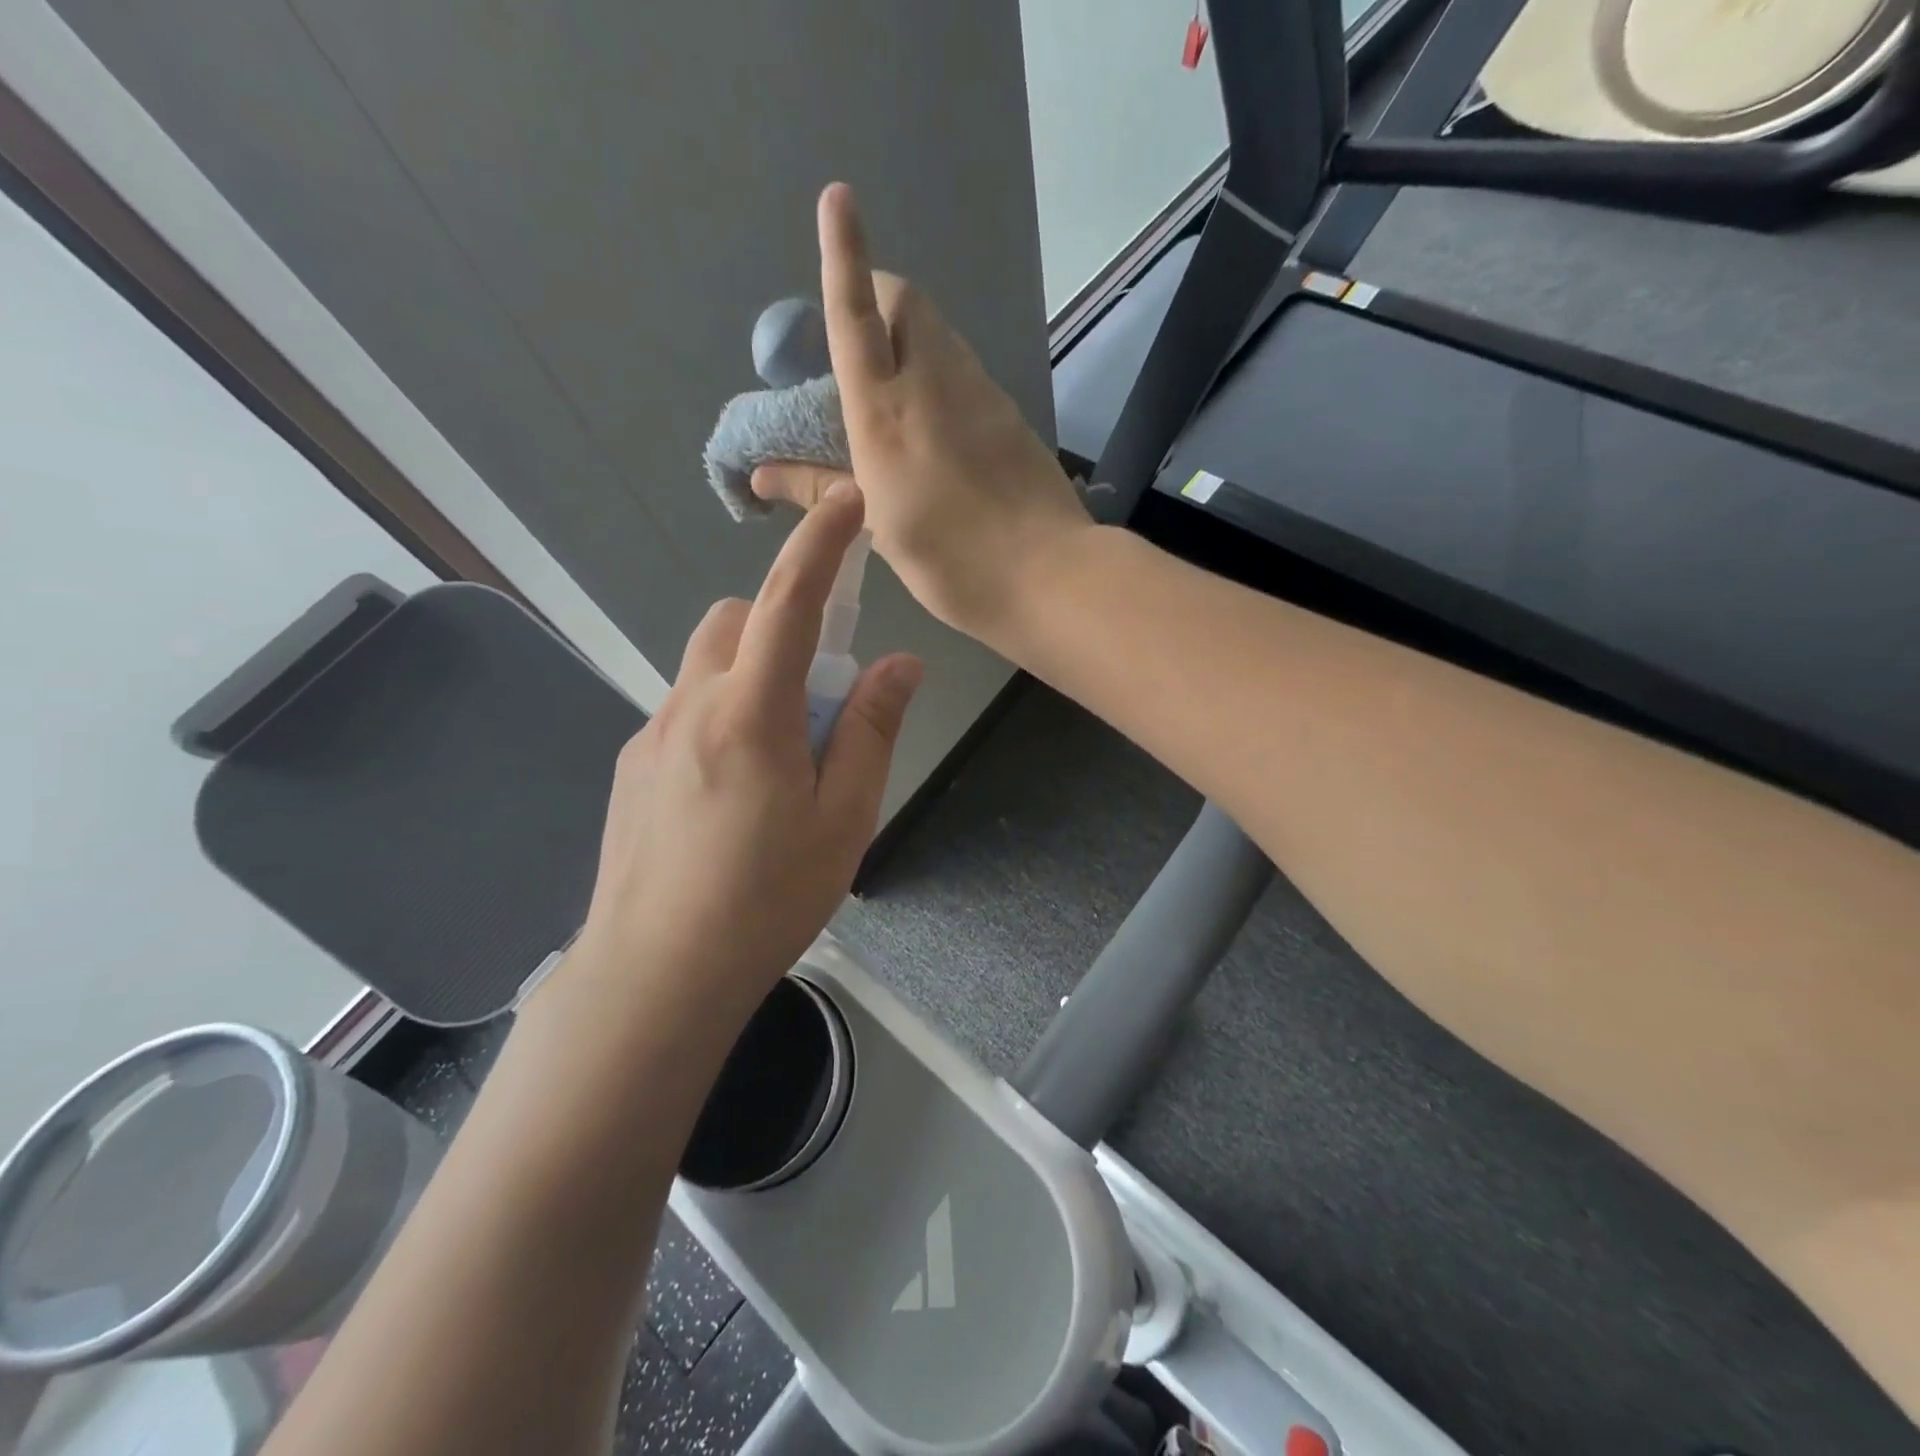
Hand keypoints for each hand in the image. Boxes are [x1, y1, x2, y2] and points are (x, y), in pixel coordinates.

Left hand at [561, 483, 921, 1024]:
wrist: (655, 975)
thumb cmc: (766, 899)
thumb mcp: (844, 818)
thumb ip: (871, 731)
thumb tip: (898, 665)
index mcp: (751, 712)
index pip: (789, 601)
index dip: (821, 544)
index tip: (845, 501)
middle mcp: (690, 705)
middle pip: (734, 621)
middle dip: (781, 626)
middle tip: (821, 699)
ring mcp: (651, 735)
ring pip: (705, 666)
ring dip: (751, 676)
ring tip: (780, 758)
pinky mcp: (630, 767)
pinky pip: (684, 710)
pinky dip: (721, 715)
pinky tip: (734, 793)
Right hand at [752, 183, 1091, 652]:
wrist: (1050, 576)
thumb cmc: (952, 562)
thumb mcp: (877, 529)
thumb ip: (821, 490)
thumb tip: (761, 474)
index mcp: (887, 414)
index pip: (858, 316)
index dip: (844, 257)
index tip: (839, 199)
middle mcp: (936, 385)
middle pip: (910, 305)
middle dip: (881, 299)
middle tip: (861, 344)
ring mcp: (983, 396)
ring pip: (942, 338)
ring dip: (913, 341)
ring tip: (896, 396)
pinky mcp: (1012, 417)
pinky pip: (967, 375)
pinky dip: (943, 379)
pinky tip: (941, 431)